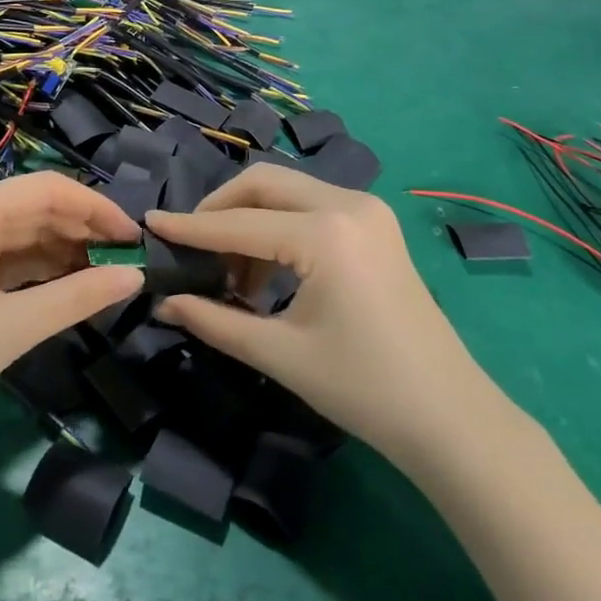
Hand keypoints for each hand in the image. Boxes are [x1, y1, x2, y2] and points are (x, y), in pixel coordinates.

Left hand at [0, 172, 143, 448]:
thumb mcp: (14, 327)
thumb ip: (79, 297)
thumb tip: (135, 277)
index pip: (46, 189)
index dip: (95, 207)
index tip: (133, 236)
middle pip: (34, 207)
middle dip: (81, 229)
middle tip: (124, 259)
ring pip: (21, 231)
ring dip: (62, 249)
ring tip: (103, 273)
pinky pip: (4, 254)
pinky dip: (37, 267)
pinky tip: (67, 283)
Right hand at [147, 165, 479, 467]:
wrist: (450, 417)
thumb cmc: (363, 388)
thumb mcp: (279, 353)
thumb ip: (214, 320)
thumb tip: (164, 302)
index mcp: (324, 232)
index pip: (239, 223)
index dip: (189, 227)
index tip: (150, 223)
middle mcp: (347, 203)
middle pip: (263, 183)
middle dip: (220, 208)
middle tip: (190, 245)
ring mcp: (367, 209)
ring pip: (287, 190)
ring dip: (250, 219)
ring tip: (230, 274)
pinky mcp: (375, 224)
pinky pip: (311, 207)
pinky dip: (279, 227)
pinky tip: (266, 272)